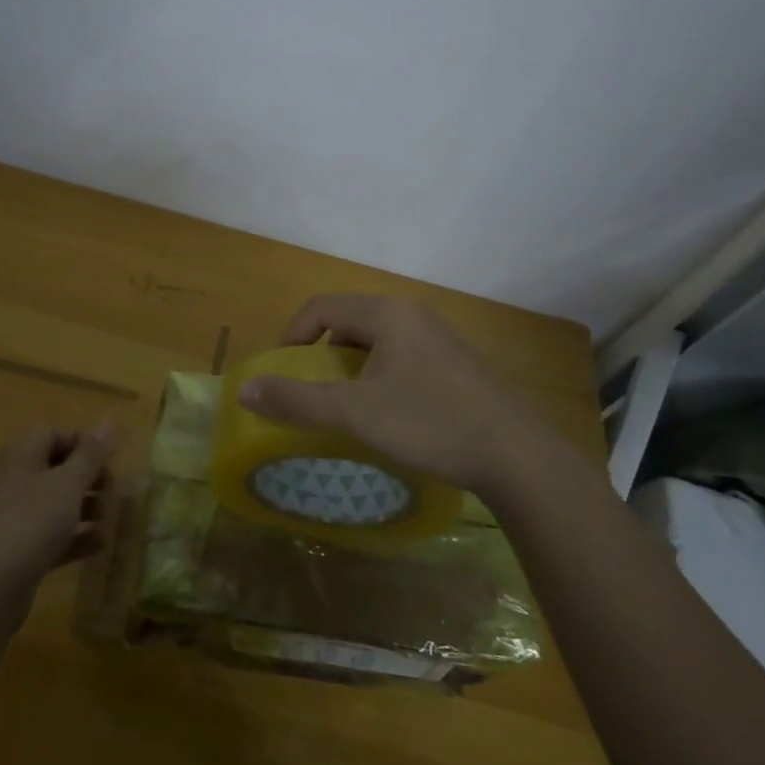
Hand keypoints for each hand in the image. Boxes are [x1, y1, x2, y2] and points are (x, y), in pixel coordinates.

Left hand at [0, 423, 115, 610]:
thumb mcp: (68, 483)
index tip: (110, 459)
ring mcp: (14, 516)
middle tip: (113, 491)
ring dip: (86, 507)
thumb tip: (109, 422)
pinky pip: (51, 533)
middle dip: (89, 477)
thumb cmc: (32, 521)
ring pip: (56, 502)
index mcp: (21, 453)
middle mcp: (14, 479)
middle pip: (57, 467)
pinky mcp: (18, 549)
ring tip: (111, 519)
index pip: (54, 433)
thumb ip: (91, 454)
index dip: (83, 442)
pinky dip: (75, 536)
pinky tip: (100, 545)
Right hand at [237, 295, 558, 496]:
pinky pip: (403, 356)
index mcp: (387, 313)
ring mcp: (440, 337)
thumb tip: (244, 390)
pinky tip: (391, 413)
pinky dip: (380, 375)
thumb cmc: (431, 424)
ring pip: (378, 341)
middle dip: (322, 353)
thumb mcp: (357, 414)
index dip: (292, 335)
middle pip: (349, 321)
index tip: (282, 373)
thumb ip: (298, 401)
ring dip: (352, 367)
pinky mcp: (458, 363)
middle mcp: (413, 314)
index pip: (322, 307)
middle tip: (312, 391)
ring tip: (347, 406)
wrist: (520, 457)